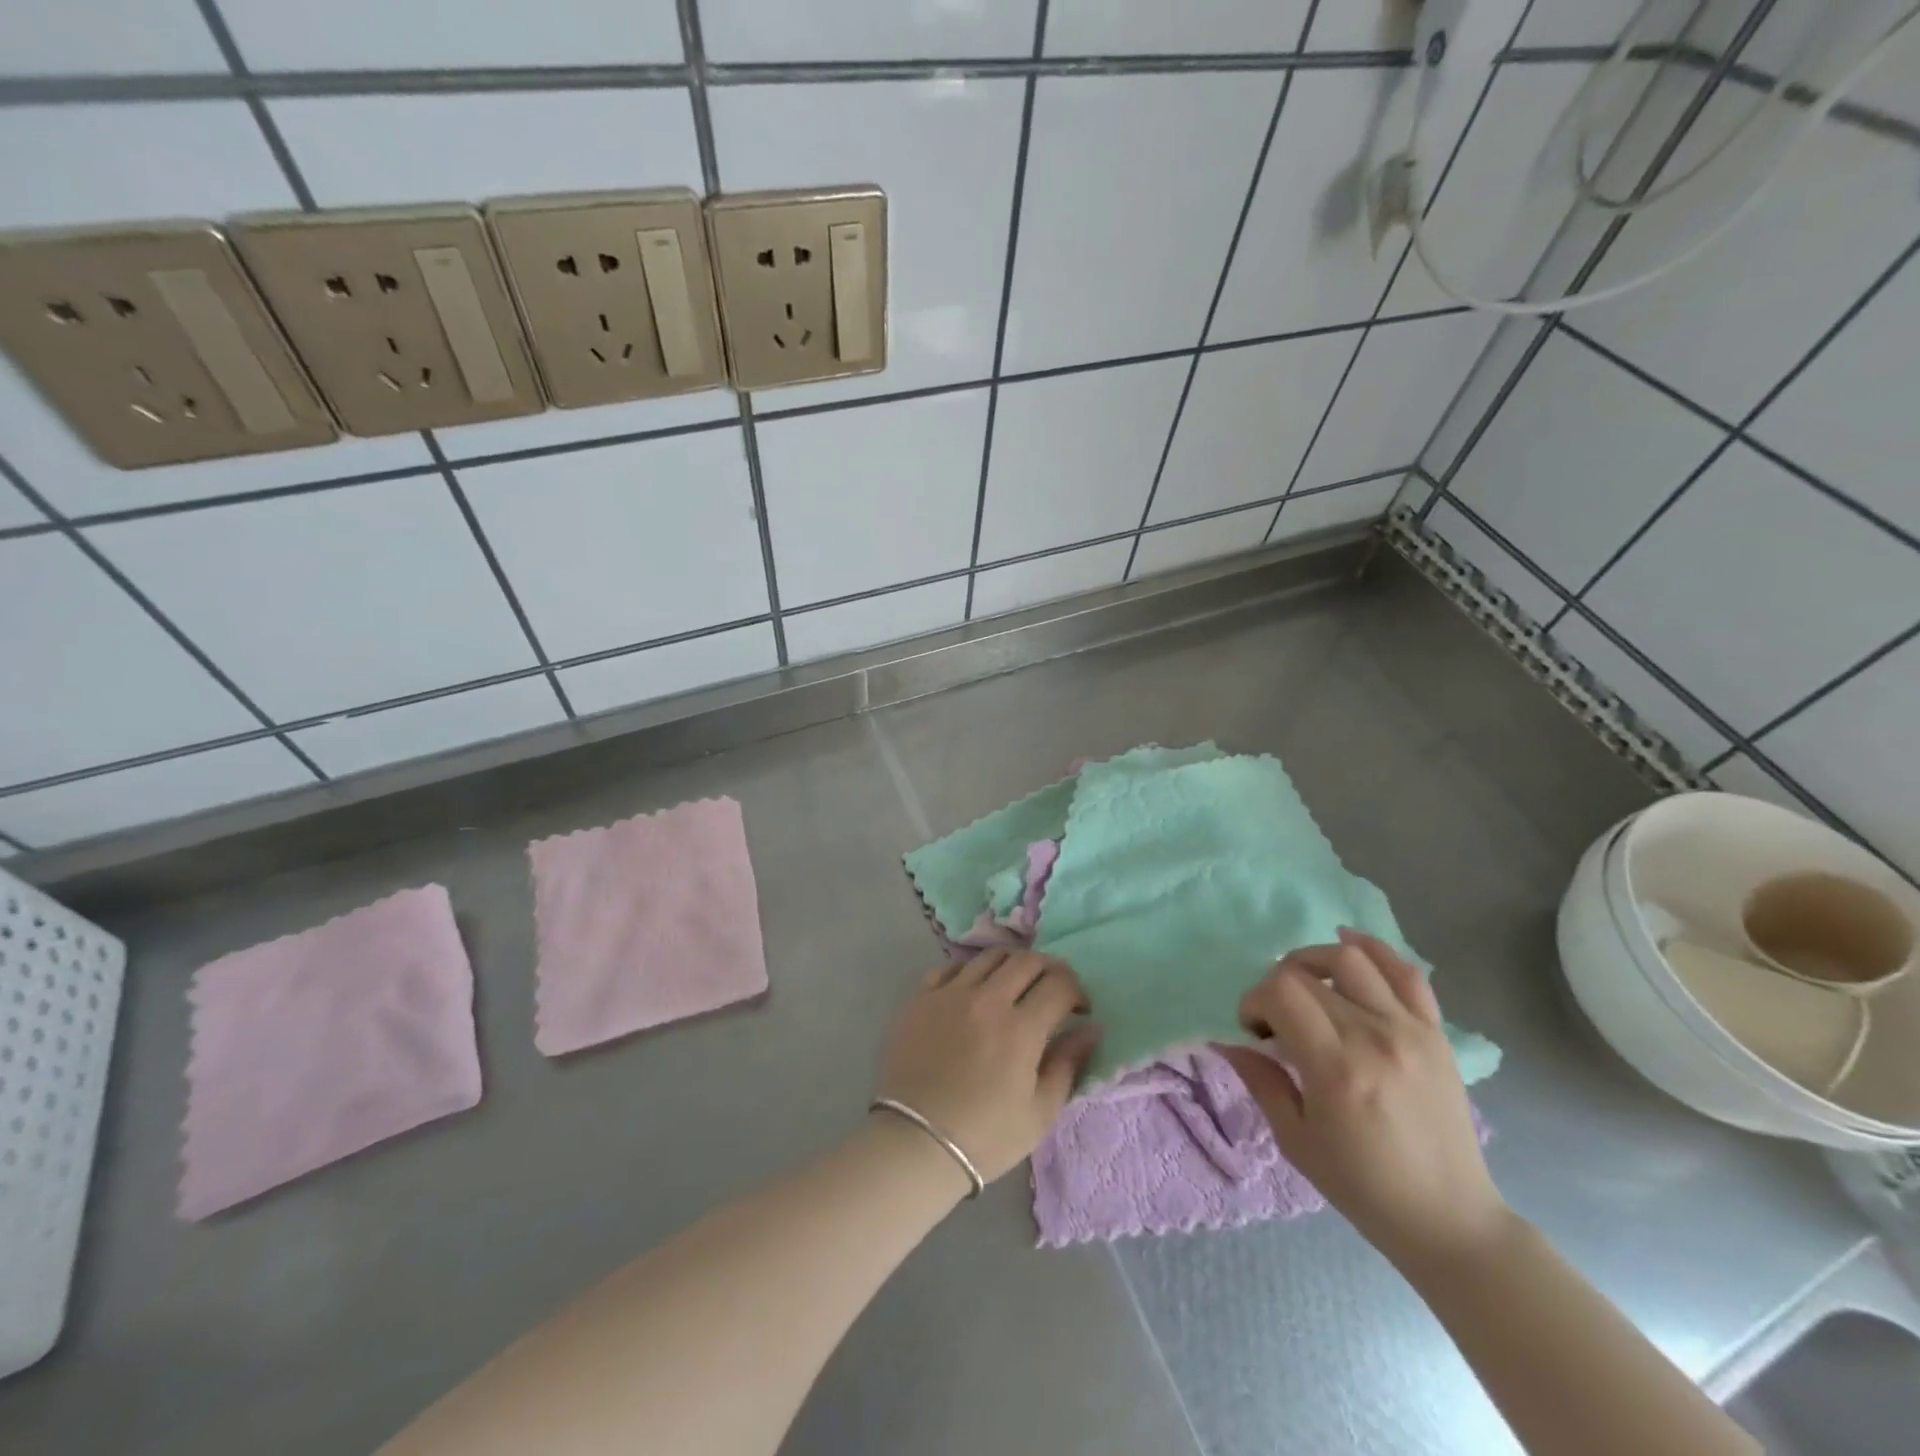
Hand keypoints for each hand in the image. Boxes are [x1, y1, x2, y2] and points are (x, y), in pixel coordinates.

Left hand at [875, 949, 1099, 1183]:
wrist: (914, 1144)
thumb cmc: (985, 1136)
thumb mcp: (1040, 1112)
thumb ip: (1068, 1064)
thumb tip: (1091, 1030)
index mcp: (1020, 1028)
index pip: (1060, 984)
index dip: (1077, 991)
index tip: (1079, 1010)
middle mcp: (987, 998)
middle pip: (1027, 960)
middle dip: (1050, 970)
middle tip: (1053, 992)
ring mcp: (950, 994)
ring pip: (990, 956)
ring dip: (1013, 965)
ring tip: (1016, 986)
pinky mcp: (921, 998)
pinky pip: (952, 967)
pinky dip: (972, 970)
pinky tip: (976, 990)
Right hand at [1219, 928, 1511, 1272]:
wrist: (1449, 1219)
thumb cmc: (1363, 1186)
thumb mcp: (1295, 1140)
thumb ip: (1260, 1080)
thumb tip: (1227, 1040)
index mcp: (1336, 1067)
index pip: (1280, 993)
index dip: (1254, 1001)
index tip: (1254, 1031)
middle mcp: (1374, 1037)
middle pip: (1306, 974)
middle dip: (1275, 987)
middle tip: (1275, 1019)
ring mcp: (1411, 1030)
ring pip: (1351, 959)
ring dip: (1314, 961)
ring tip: (1305, 985)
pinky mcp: (1435, 1033)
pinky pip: (1406, 973)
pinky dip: (1374, 950)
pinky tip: (1349, 945)